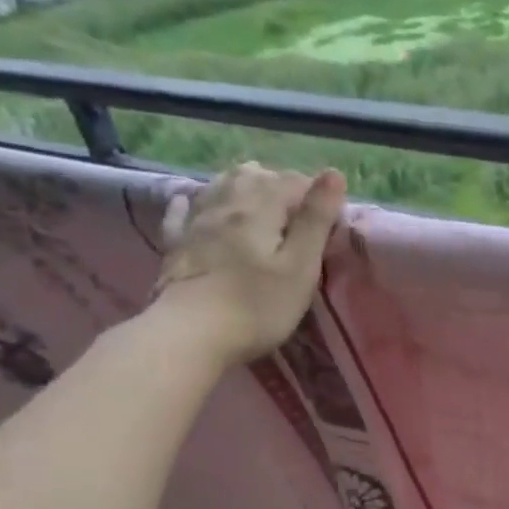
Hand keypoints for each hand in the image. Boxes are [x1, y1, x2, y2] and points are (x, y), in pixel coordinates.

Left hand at [152, 162, 346, 365]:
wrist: (189, 335)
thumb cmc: (257, 305)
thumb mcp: (301, 266)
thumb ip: (316, 219)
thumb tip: (333, 173)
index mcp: (260, 207)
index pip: (292, 181)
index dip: (315, 195)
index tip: (328, 222)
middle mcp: (225, 203)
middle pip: (253, 176)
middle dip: (279, 185)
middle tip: (298, 214)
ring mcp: (195, 222)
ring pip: (220, 186)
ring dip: (242, 185)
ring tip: (258, 201)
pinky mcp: (176, 245)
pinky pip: (183, 211)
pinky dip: (194, 202)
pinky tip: (190, 202)